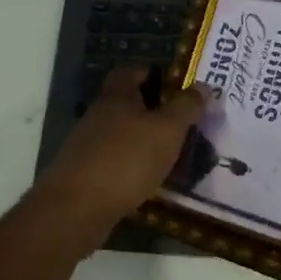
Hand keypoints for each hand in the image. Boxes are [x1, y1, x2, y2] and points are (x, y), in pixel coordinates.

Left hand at [34, 67, 203, 237]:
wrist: (76, 208)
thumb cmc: (126, 159)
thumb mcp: (167, 130)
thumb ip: (186, 107)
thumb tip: (204, 85)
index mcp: (116, 96)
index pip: (130, 71)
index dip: (151, 73)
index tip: (174, 86)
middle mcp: (97, 115)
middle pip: (125, 103)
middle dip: (151, 110)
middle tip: (180, 123)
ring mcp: (86, 145)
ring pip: (119, 134)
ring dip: (141, 140)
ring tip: (170, 155)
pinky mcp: (83, 173)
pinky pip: (113, 161)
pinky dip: (130, 166)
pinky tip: (147, 181)